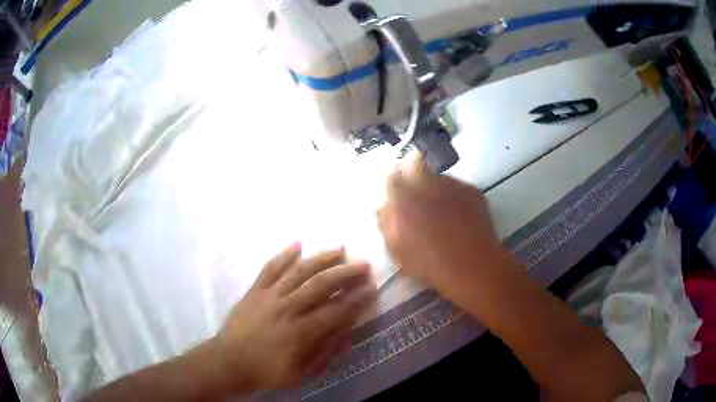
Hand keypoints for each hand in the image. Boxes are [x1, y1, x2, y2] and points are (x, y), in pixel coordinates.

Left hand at [211, 244, 375, 392]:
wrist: (229, 362)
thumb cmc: (266, 371)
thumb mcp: (301, 373)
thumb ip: (324, 351)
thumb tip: (346, 331)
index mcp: (300, 332)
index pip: (336, 311)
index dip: (356, 300)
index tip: (371, 289)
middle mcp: (287, 308)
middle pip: (321, 285)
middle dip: (346, 273)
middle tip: (364, 265)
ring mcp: (269, 296)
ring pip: (299, 271)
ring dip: (321, 258)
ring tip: (340, 248)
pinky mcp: (255, 291)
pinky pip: (270, 268)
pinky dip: (284, 255)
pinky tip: (297, 243)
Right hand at [377, 158, 514, 313]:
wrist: (472, 267)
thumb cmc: (430, 264)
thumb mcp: (398, 250)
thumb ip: (387, 224)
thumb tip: (385, 208)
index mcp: (405, 199)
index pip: (392, 177)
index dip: (393, 182)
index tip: (396, 191)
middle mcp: (427, 185)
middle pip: (415, 164)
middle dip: (413, 173)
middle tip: (418, 194)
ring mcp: (452, 185)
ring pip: (438, 176)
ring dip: (435, 186)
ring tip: (442, 207)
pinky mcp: (471, 190)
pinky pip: (457, 186)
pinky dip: (454, 195)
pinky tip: (459, 213)